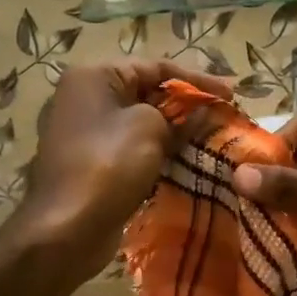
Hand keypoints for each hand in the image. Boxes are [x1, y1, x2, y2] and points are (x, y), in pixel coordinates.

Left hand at [11, 61, 232, 283]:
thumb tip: (204, 112)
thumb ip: (181, 116)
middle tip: (223, 116)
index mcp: (94, 76)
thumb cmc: (108, 165)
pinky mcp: (92, 162)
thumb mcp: (151, 130)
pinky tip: (186, 159)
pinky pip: (132, 147)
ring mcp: (86, 132)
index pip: (155, 66)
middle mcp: (85, 97)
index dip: (197, 79)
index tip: (230, 94)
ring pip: (141, 122)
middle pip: (147, 92)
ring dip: (175, 129)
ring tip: (211, 138)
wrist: (66, 229)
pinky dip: (158, 150)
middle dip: (186, 104)